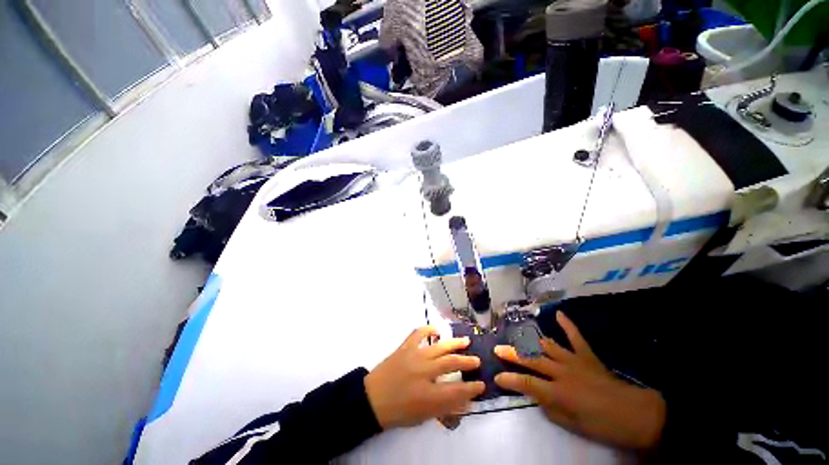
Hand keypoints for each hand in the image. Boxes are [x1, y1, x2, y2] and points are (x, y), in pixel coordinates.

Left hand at [365, 326, 485, 428]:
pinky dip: (428, 329)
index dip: (472, 388)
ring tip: (466, 341)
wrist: (372, 399)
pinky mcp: (405, 347)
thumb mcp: (423, 416)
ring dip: (455, 344)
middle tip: (477, 360)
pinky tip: (437, 330)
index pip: (457, 391)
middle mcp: (423, 372)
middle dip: (467, 362)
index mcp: (428, 395)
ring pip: (440, 347)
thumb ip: (445, 409)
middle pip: (451, 363)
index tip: (482, 384)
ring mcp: (414, 356)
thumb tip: (465, 402)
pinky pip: (418, 333)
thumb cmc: (398, 411)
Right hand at [494, 311, 665, 449]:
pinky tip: (558, 314)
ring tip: (517, 337)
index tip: (496, 376)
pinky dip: (566, 325)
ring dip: (530, 341)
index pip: (527, 382)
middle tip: (498, 349)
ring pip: (546, 346)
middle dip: (512, 354)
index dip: (510, 380)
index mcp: (559, 392)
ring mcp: (574, 360)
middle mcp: (562, 372)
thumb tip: (535, 395)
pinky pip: (575, 337)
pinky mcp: (587, 355)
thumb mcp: (573, 426)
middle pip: (531, 359)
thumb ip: (550, 408)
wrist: (636, 415)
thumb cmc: (604, 426)